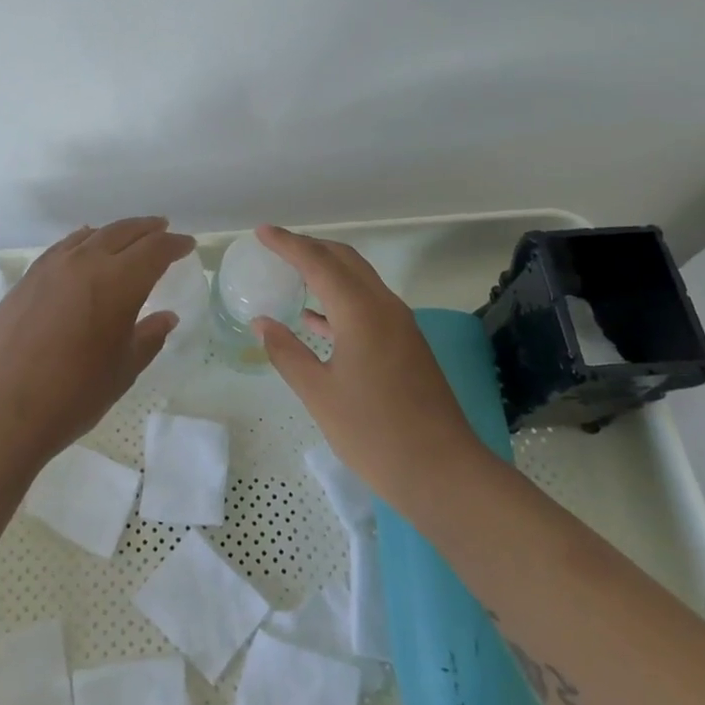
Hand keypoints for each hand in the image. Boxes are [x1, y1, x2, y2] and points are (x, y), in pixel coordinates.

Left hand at [0, 217, 195, 464]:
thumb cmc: (72, 394)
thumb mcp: (122, 370)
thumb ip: (148, 338)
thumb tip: (166, 317)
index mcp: (119, 281)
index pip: (155, 250)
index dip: (175, 245)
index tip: (187, 245)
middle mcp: (86, 262)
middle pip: (123, 232)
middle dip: (148, 230)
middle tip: (164, 229)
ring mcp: (52, 267)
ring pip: (91, 235)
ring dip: (116, 232)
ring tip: (128, 236)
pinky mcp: (27, 278)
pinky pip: (63, 247)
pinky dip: (82, 240)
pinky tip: (83, 246)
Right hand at [252, 224, 490, 515]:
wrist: (443, 472)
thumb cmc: (374, 433)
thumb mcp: (319, 394)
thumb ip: (287, 352)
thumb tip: (262, 322)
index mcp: (361, 312)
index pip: (318, 262)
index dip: (288, 244)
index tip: (261, 232)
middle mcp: (384, 307)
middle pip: (344, 260)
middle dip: (310, 247)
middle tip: (276, 247)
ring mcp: (400, 325)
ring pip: (359, 280)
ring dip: (327, 270)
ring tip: (292, 273)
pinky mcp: (407, 345)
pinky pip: (368, 304)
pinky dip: (340, 299)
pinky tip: (316, 319)